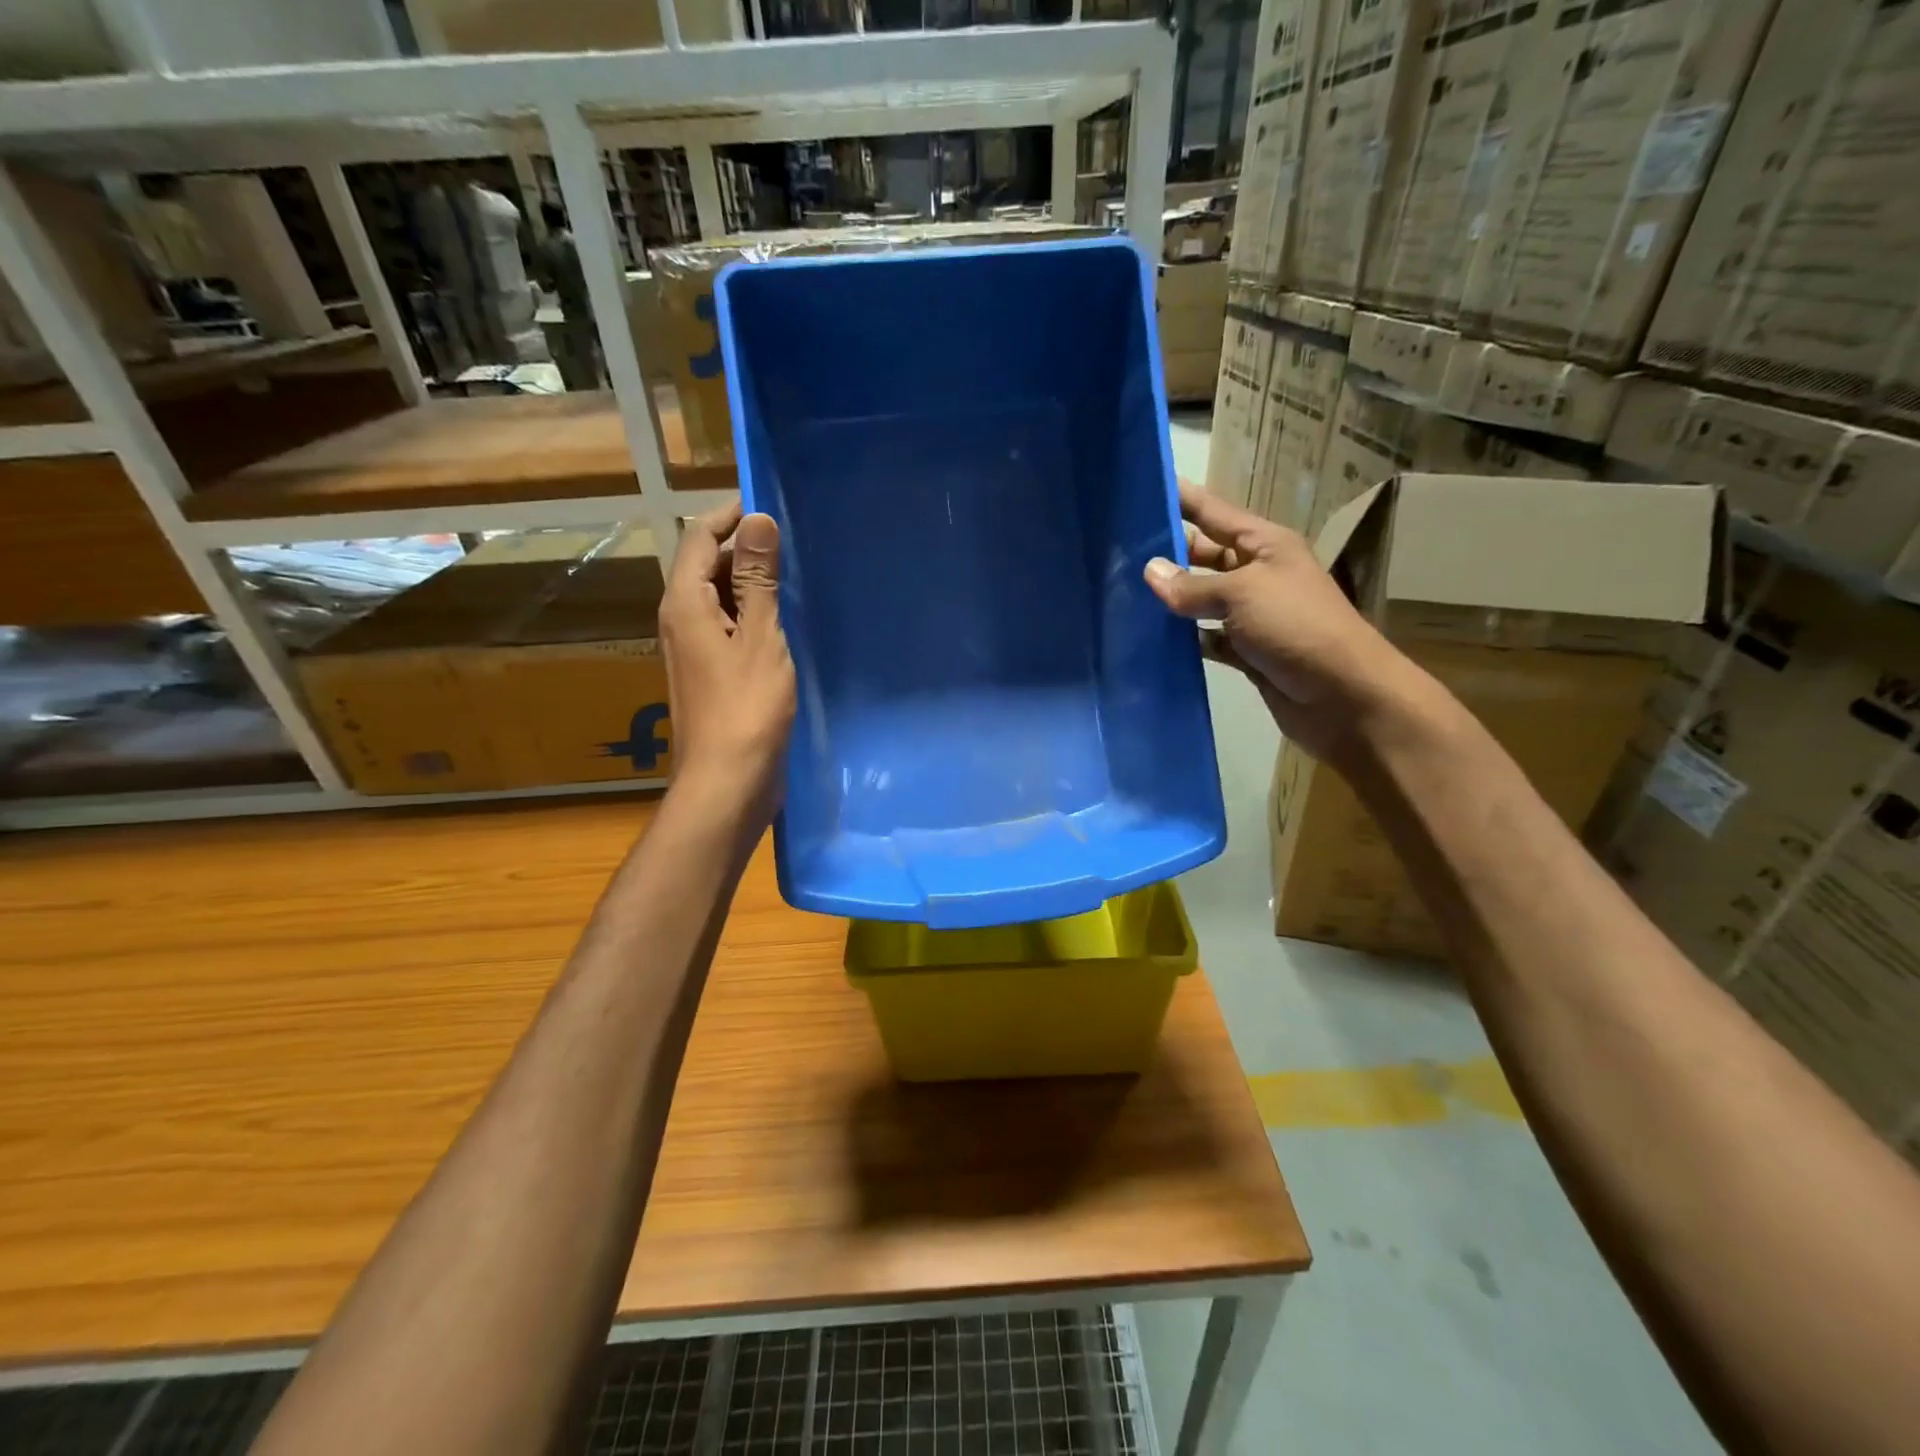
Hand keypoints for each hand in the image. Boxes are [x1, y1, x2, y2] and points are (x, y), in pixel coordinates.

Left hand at [659, 501, 795, 821]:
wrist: (728, 781)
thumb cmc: (746, 708)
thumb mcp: (759, 636)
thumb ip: (757, 579)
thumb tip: (757, 520)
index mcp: (684, 602)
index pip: (698, 536)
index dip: (731, 516)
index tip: (772, 507)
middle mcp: (680, 619)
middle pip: (705, 565)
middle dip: (744, 548)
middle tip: (793, 543)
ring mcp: (694, 649)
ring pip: (719, 598)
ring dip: (752, 584)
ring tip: (796, 577)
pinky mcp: (711, 673)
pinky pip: (729, 626)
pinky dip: (753, 615)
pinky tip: (785, 623)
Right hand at [1143, 483, 1416, 762]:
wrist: (1342, 696)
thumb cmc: (1296, 627)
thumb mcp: (1242, 594)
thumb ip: (1192, 585)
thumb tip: (1150, 572)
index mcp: (1265, 545)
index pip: (1215, 512)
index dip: (1183, 499)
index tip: (1146, 487)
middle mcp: (1257, 574)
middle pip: (1205, 555)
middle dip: (1168, 552)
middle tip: (1116, 552)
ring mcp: (1251, 615)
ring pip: (1201, 599)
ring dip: (1170, 599)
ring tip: (1121, 593)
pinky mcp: (1246, 652)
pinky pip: (1206, 638)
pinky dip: (1184, 639)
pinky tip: (1150, 639)